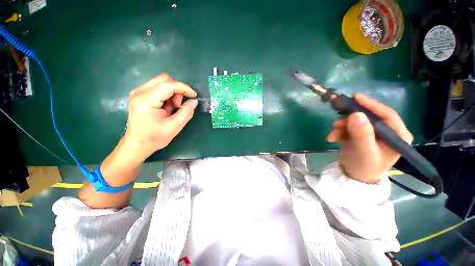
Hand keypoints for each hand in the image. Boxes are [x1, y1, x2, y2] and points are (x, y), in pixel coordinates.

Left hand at [124, 73, 197, 161]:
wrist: (137, 144)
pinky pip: (158, 87)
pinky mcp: (140, 95)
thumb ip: (186, 113)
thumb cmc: (155, 138)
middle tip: (179, 104)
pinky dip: (167, 95)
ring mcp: (138, 92)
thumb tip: (194, 101)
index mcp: (146, 100)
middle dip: (177, 89)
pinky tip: (167, 107)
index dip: (184, 88)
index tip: (194, 95)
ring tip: (173, 108)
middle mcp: (140, 92)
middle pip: (164, 79)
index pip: (168, 85)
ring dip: (172, 93)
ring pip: (162, 82)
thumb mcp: (174, 127)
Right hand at [326, 94, 412, 183]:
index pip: (387, 115)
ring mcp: (372, 132)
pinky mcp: (360, 134)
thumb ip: (362, 134)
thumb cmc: (364, 167)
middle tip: (336, 122)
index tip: (356, 97)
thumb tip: (355, 114)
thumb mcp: (364, 151)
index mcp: (397, 135)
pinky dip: (339, 131)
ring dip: (341, 126)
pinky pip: (348, 127)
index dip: (372, 105)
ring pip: (356, 121)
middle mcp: (386, 131)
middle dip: (350, 119)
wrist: (353, 176)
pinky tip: (332, 138)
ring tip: (332, 135)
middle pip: (369, 117)